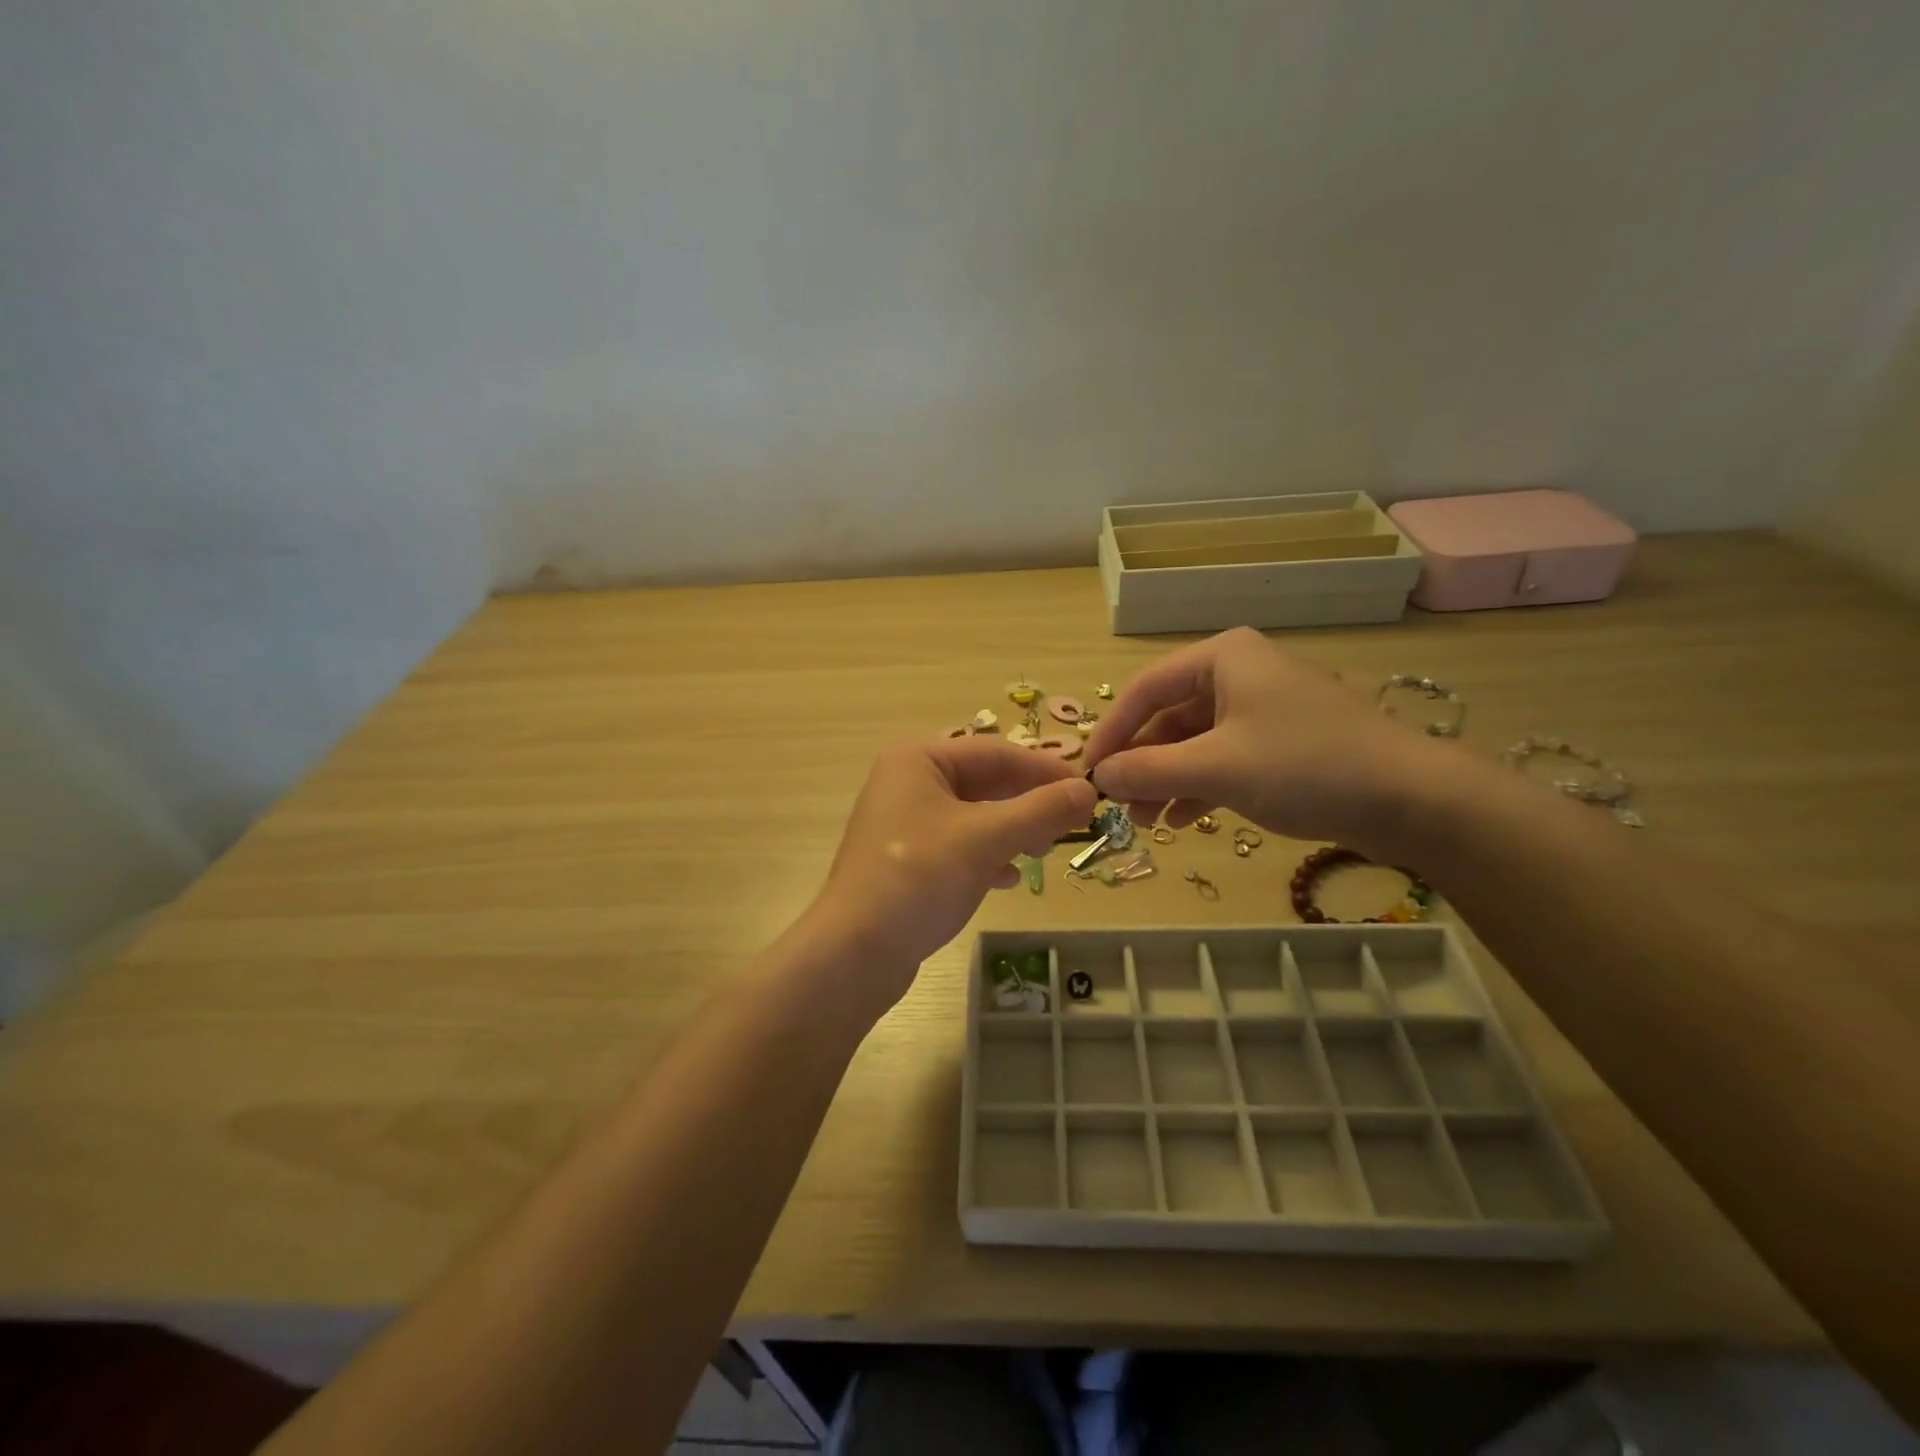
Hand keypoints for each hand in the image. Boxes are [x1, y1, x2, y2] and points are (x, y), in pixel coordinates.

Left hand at [805, 737, 1097, 1002]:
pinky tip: (1008, 877)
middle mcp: (909, 781)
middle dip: (1029, 803)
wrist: (855, 952)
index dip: (1045, 770)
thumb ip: (1041, 811)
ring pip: (975, 815)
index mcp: (919, 758)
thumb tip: (1089, 791)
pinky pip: (960, 844)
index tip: (1088, 790)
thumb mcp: (986, 839)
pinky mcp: (907, 858)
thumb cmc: (919, 878)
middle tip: (1071, 825)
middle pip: (986, 782)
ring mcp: (906, 822)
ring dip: (1013, 830)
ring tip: (1044, 851)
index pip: (997, 752)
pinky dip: (989, 855)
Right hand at [1083, 627, 1450, 858]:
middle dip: (1140, 762)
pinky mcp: (1282, 744)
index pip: (1145, 689)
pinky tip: (1179, 820)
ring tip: (1143, 822)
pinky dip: (1198, 787)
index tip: (1088, 773)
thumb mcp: (1216, 768)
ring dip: (1165, 780)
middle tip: (1115, 804)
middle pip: (1169, 717)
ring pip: (1194, 743)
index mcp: (1222, 659)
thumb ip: (1149, 770)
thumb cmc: (1305, 766)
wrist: (1413, 800)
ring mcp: (1263, 710)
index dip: (1111, 732)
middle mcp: (1239, 674)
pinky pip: (1223, 759)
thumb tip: (1098, 778)